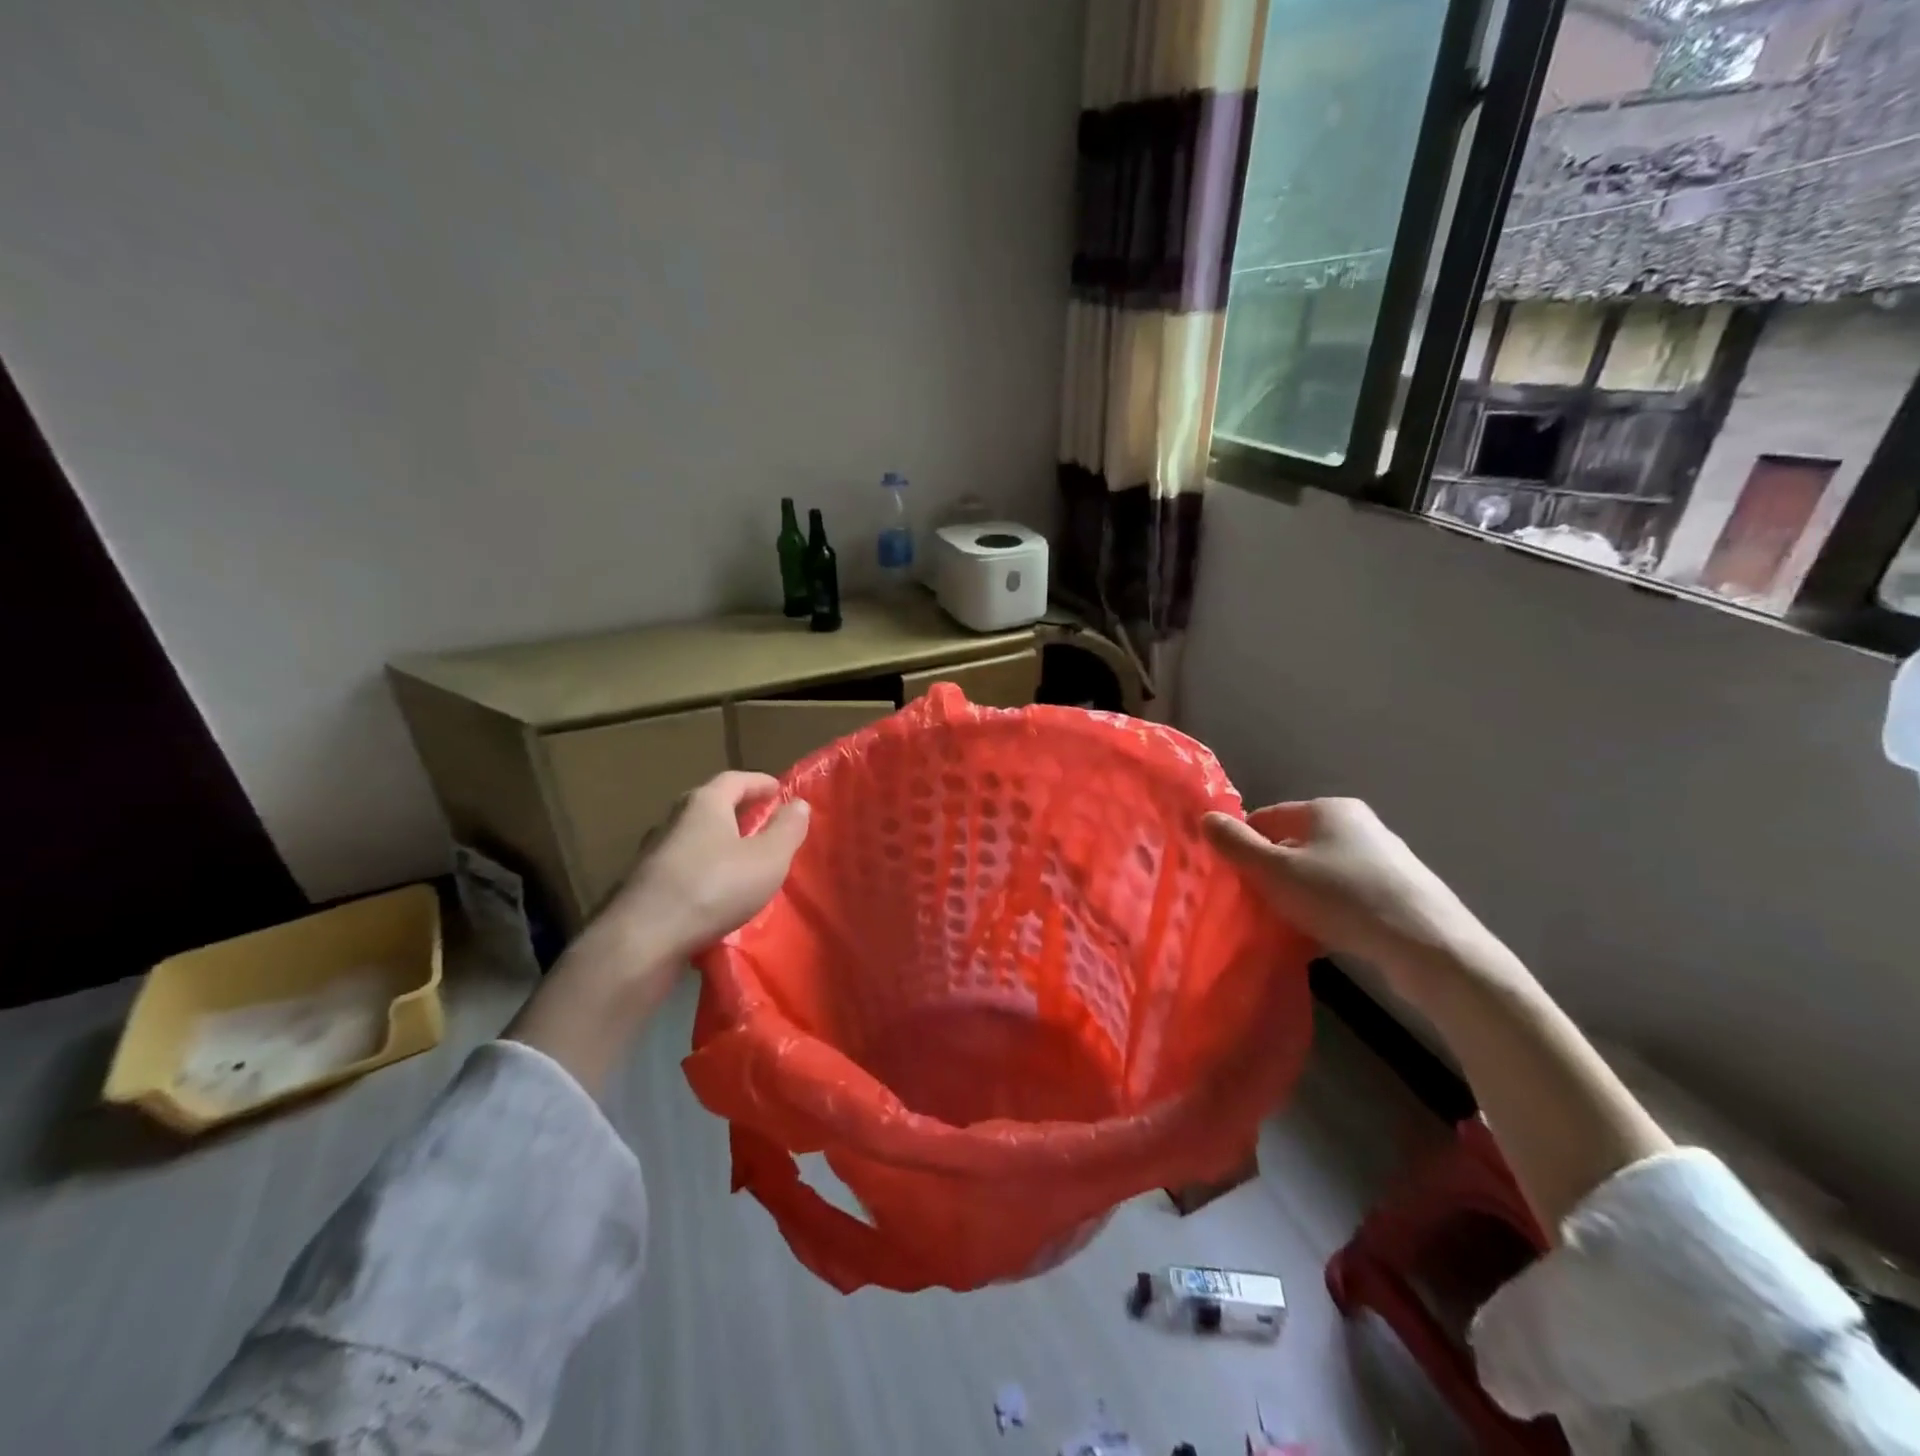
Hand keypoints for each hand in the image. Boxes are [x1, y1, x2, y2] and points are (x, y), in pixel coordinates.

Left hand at [507, 772, 808, 1094]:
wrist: (643, 941)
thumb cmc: (714, 887)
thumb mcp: (768, 858)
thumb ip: (787, 830)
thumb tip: (798, 803)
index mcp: (704, 804)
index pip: (734, 779)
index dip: (759, 783)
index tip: (779, 791)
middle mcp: (673, 821)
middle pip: (709, 806)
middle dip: (737, 811)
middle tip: (762, 823)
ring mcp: (653, 855)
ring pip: (693, 839)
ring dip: (718, 844)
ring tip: (743, 862)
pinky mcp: (644, 887)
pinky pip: (682, 869)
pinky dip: (703, 872)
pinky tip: (716, 894)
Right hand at [1202, 798, 1513, 1008]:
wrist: (1430, 947)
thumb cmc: (1343, 897)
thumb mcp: (1276, 871)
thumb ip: (1237, 845)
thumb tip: (1206, 819)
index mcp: (1328, 809)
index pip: (1268, 817)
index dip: (1243, 843)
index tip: (1230, 875)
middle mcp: (1358, 825)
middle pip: (1295, 845)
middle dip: (1271, 872)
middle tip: (1252, 903)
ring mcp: (1384, 859)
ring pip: (1320, 872)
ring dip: (1298, 894)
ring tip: (1284, 924)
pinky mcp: (1400, 893)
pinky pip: (1346, 896)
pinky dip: (1327, 911)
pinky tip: (1320, 937)